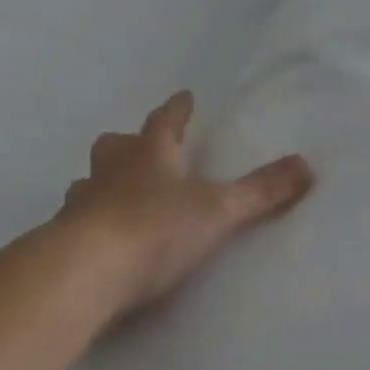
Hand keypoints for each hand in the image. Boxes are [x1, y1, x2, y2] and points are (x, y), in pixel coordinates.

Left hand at [58, 91, 314, 313]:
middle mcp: (111, 172)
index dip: (177, 110)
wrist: (83, 273)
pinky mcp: (62, 240)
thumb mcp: (218, 210)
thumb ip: (261, 191)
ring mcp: (81, 204)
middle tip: (138, 148)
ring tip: (115, 196)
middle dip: (128, 143)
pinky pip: (74, 222)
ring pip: (89, 182)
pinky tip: (96, 242)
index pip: (165, 121)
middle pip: (115, 146)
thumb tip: (307, 165)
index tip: (184, 96)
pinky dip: (87, 224)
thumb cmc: (154, 229)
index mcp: (150, 155)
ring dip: (102, 184)